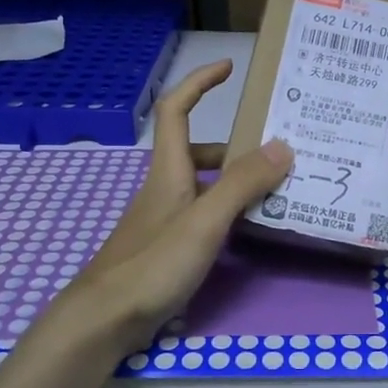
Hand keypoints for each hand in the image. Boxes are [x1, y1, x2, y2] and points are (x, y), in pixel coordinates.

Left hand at [46, 60, 290, 355]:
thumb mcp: (205, 221)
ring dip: (235, 181)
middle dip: (235, 146)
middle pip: (197, 151)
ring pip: (202, 185)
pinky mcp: (166, 247)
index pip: (177, 110)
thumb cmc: (152, 264)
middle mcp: (164, 188)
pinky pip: (202, 214)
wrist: (104, 319)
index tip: (229, 68)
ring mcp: (163, 220)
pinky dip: (227, 212)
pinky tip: (247, 231)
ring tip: (275, 192)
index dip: (200, 83)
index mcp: (169, 171)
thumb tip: (283, 145)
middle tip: (276, 154)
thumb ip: (242, 185)